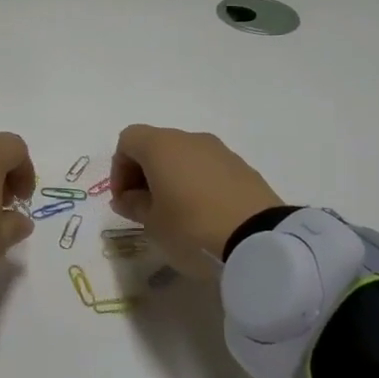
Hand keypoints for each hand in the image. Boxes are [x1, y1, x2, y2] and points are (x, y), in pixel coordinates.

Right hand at [109, 125, 282, 273]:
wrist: (259, 239)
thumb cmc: (191, 227)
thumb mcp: (152, 223)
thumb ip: (133, 205)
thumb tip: (128, 197)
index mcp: (161, 146)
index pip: (127, 141)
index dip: (119, 168)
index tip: (124, 199)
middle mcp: (189, 139)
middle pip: (156, 145)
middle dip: (144, 173)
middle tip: (144, 207)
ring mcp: (220, 151)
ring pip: (184, 156)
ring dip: (172, 178)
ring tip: (175, 213)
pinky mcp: (243, 167)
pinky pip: (208, 168)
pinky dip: (197, 183)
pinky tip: (203, 214)